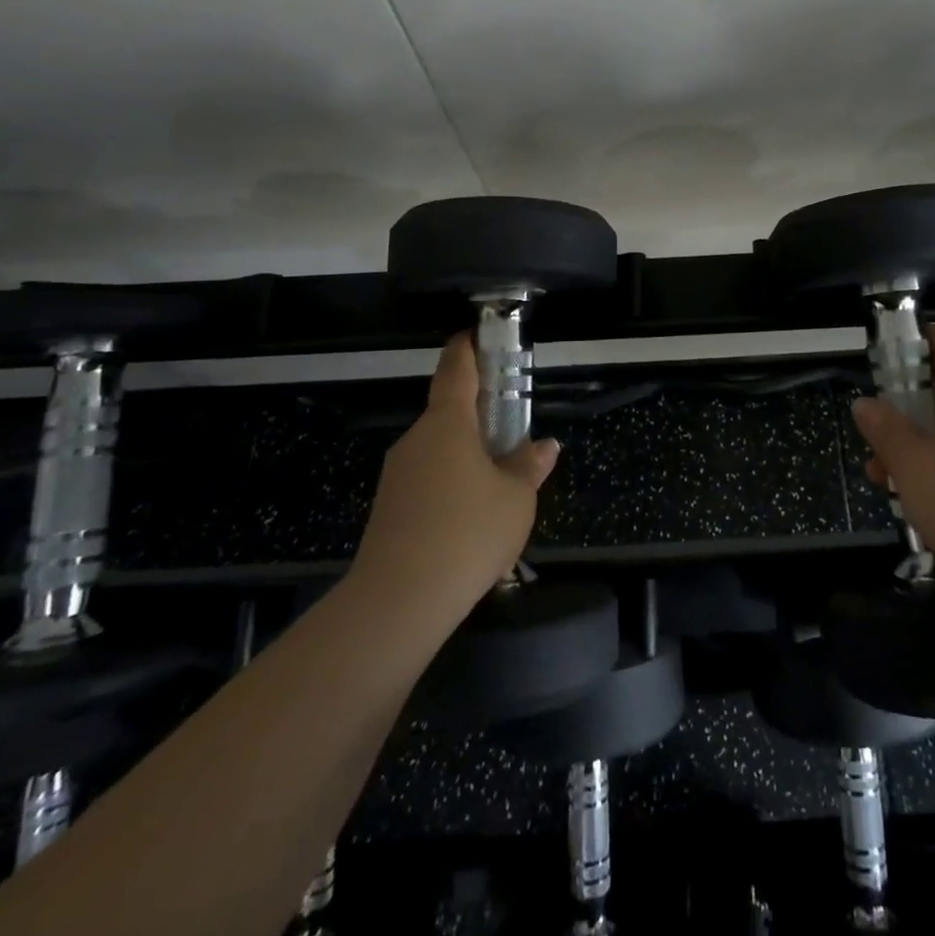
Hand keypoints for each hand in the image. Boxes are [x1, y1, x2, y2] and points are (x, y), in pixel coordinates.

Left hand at [351, 332, 558, 622]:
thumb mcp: (515, 499)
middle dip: (479, 415)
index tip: (478, 333)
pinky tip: (471, 516)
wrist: (398, 601)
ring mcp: (398, 474)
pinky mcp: (389, 508)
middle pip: (448, 413)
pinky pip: (427, 480)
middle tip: (511, 428)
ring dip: (466, 455)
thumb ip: (530, 467)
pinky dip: (451, 483)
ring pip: (438, 451)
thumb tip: (545, 446)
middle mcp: (417, 440)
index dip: (468, 347)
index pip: (456, 369)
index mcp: (447, 424)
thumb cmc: (467, 533)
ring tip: (499, 483)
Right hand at [851, 324, 934, 618]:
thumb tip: (865, 403)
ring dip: (911, 447)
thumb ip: (884, 428)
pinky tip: (905, 499)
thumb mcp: (910, 460)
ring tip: (878, 472)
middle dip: (905, 407)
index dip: (930, 339)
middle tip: (873, 421)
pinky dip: (929, 474)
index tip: (902, 338)